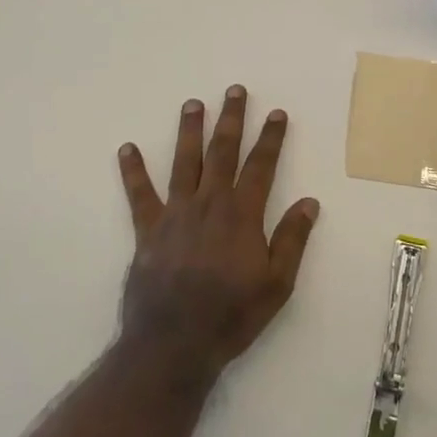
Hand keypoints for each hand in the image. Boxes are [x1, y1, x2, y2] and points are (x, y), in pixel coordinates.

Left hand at [115, 86, 320, 384]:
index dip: (270, 138)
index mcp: (242, 215)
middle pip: (222, 152)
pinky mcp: (148, 230)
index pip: (261, 166)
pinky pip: (139, 194)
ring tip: (193, 103)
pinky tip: (127, 148)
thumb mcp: (277, 284)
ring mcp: (175, 214)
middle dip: (232, 119)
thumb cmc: (231, 316)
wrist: (173, 345)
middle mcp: (209, 204)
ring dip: (190, 131)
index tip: (276, 113)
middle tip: (235, 90)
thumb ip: (292, 240)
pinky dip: (133, 171)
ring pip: (184, 162)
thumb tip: (309, 202)